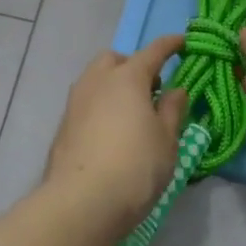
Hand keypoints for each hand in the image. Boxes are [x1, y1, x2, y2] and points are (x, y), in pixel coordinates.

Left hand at [44, 36, 188, 229]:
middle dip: (133, 65)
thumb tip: (176, 89)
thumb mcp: (166, 140)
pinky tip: (112, 131)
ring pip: (96, 79)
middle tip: (152, 88)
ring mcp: (76, 102)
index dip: (170, 45)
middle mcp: (97, 81)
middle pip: (116, 60)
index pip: (153, 51)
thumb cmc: (135, 167)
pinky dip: (101, 106)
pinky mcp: (63, 125)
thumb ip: (172, 110)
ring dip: (114, 85)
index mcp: (127, 77)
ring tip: (132, 112)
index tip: (182, 41)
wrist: (81, 203)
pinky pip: (87, 103)